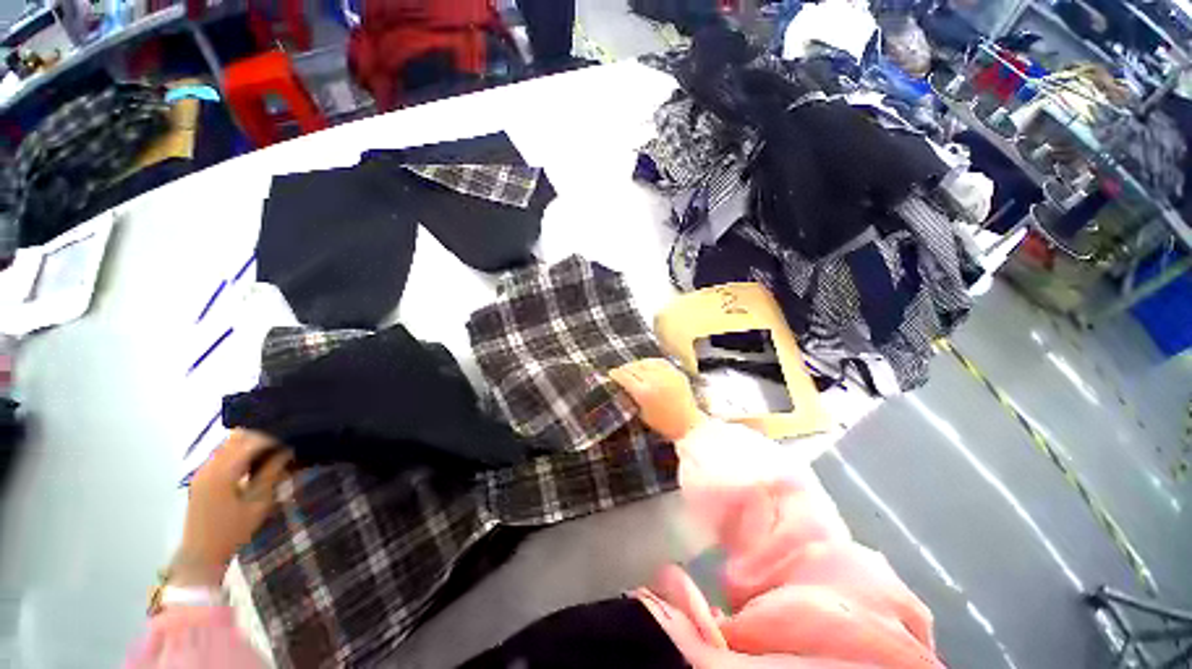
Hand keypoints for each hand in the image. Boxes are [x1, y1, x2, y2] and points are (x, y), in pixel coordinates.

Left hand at [170, 430, 292, 587]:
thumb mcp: (258, 503)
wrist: (201, 554)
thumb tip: (287, 450)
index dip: (274, 437)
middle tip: (284, 442)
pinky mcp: (201, 477)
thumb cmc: (234, 531)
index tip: (293, 439)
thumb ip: (271, 473)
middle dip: (262, 436)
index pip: (252, 441)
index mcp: (223, 471)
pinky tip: (254, 462)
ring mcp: (203, 471)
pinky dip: (240, 452)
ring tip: (272, 451)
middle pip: (237, 437)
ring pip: (229, 444)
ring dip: (250, 443)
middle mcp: (210, 465)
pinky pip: (222, 454)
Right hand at [609, 358, 706, 441]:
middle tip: (620, 371)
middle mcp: (654, 380)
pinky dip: (650, 362)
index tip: (611, 374)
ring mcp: (666, 374)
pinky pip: (659, 361)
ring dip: (636, 364)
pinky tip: (647, 365)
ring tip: (633, 368)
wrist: (688, 424)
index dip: (615, 374)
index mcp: (643, 393)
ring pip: (645, 362)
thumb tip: (621, 388)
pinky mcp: (675, 372)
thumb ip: (631, 398)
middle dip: (624, 369)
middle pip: (633, 367)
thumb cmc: (662, 424)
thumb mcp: (641, 414)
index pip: (624, 377)